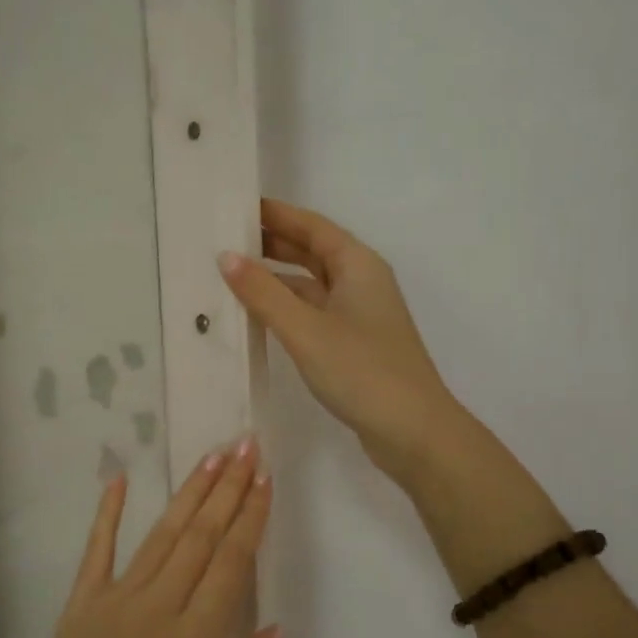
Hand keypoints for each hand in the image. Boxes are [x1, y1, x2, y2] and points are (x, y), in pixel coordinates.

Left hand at [1, 440, 278, 637]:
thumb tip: (276, 626)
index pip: (231, 563)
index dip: (251, 517)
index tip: (265, 479)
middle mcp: (158, 607)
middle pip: (200, 536)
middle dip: (227, 488)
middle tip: (245, 446)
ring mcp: (116, 599)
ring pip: (161, 535)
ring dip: (189, 493)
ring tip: (211, 457)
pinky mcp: (82, 602)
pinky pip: (97, 549)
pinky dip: (109, 513)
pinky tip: (121, 479)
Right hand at [221, 198, 459, 484]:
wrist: (413, 432)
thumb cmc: (361, 371)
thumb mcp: (305, 329)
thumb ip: (264, 293)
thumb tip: (227, 256)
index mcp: (357, 265)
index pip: (311, 226)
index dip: (275, 214)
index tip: (237, 206)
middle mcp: (360, 282)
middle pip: (312, 251)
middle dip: (272, 243)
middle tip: (225, 238)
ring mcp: (358, 314)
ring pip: (310, 284)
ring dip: (275, 278)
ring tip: (231, 274)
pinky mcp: (352, 343)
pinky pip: (312, 312)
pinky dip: (285, 308)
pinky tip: (257, 315)